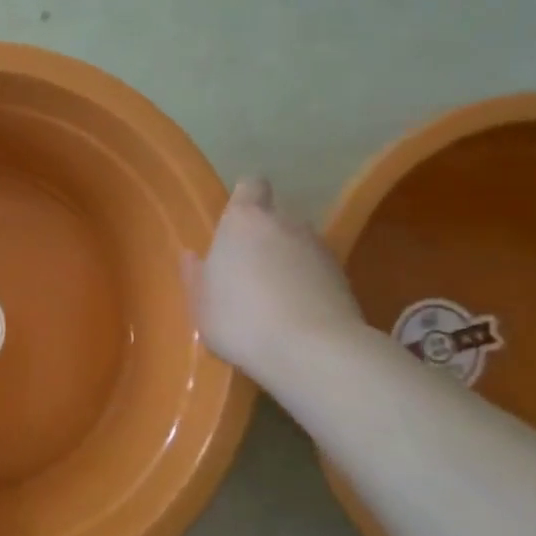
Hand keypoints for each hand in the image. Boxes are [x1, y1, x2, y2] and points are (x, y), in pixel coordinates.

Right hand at [181, 178, 364, 379]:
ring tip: (275, 295)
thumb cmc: (240, 320)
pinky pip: (318, 269)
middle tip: (248, 268)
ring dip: (288, 259)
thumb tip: (192, 256)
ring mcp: (318, 247)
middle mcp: (284, 223)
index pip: (251, 185)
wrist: (311, 350)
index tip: (234, 224)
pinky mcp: (343, 275)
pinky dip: (308, 282)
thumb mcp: (201, 304)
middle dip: (264, 234)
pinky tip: (297, 312)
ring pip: (299, 242)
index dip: (245, 199)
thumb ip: (195, 275)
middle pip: (275, 216)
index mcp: (243, 221)